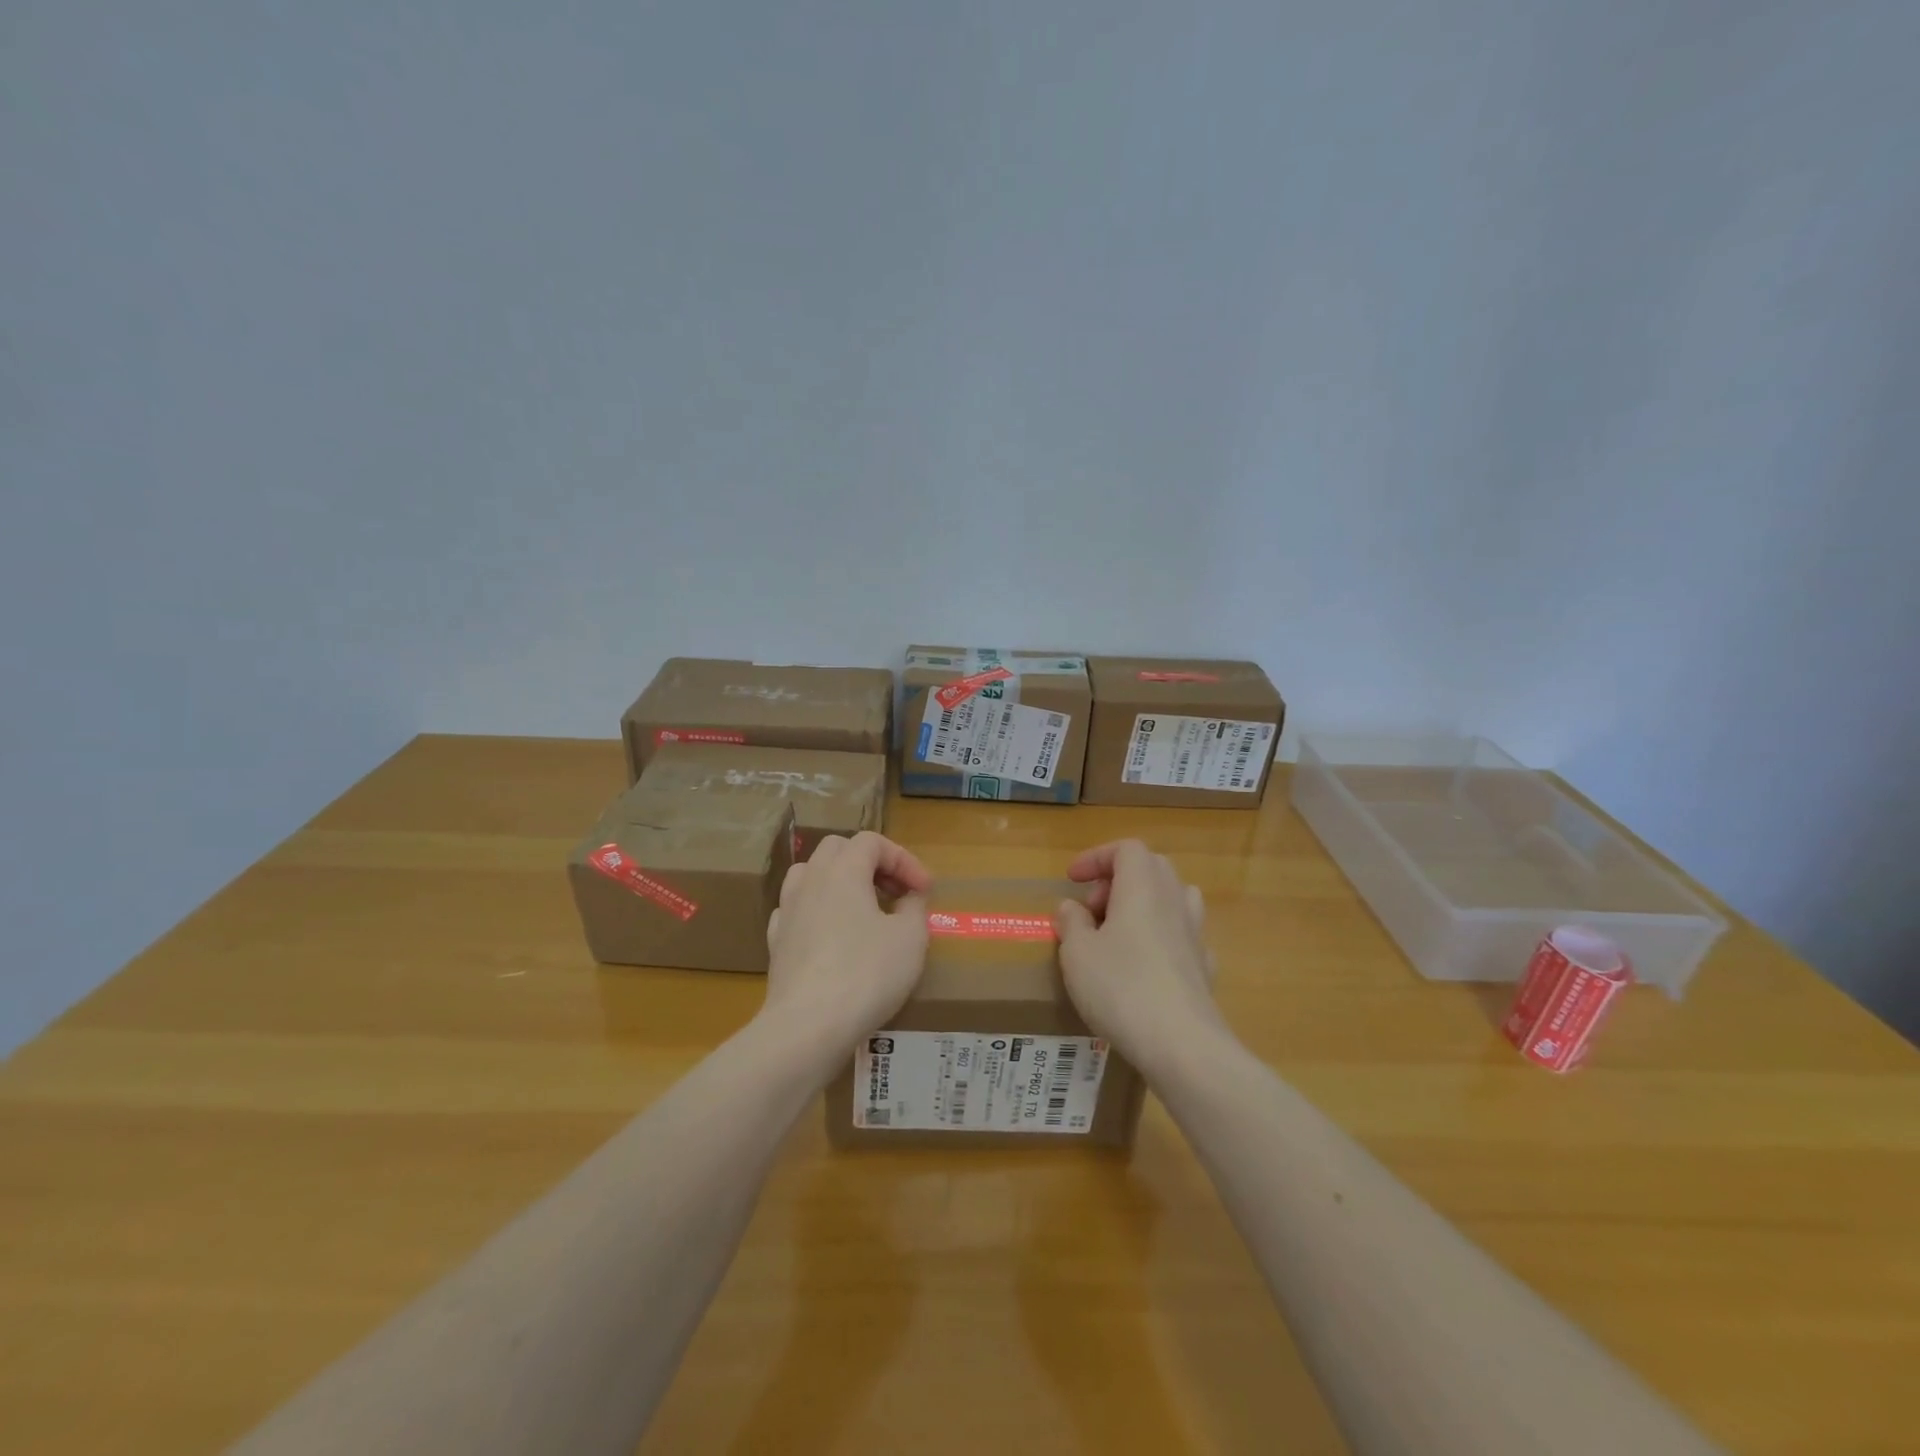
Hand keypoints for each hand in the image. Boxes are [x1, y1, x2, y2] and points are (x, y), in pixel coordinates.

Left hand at [760, 831, 932, 1074]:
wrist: (807, 1026)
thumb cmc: (866, 974)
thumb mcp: (910, 938)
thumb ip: (913, 908)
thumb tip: (907, 899)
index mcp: (843, 870)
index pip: (873, 841)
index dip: (903, 859)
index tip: (924, 889)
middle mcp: (810, 881)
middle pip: (838, 849)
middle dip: (870, 863)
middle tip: (895, 891)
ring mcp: (787, 911)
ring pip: (810, 875)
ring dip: (840, 882)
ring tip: (863, 908)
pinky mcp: (777, 942)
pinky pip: (797, 910)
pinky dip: (818, 911)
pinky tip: (832, 935)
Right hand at [1055, 840, 1225, 1075]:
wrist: (1182, 1044)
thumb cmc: (1121, 988)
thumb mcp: (1077, 953)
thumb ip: (1071, 922)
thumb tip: (1073, 907)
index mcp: (1142, 887)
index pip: (1126, 849)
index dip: (1097, 857)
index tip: (1074, 880)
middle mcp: (1174, 900)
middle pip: (1151, 868)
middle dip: (1118, 880)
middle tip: (1093, 909)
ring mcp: (1196, 933)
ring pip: (1172, 898)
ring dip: (1143, 905)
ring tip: (1118, 934)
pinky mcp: (1205, 967)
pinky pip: (1182, 935)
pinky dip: (1161, 937)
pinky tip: (1145, 966)